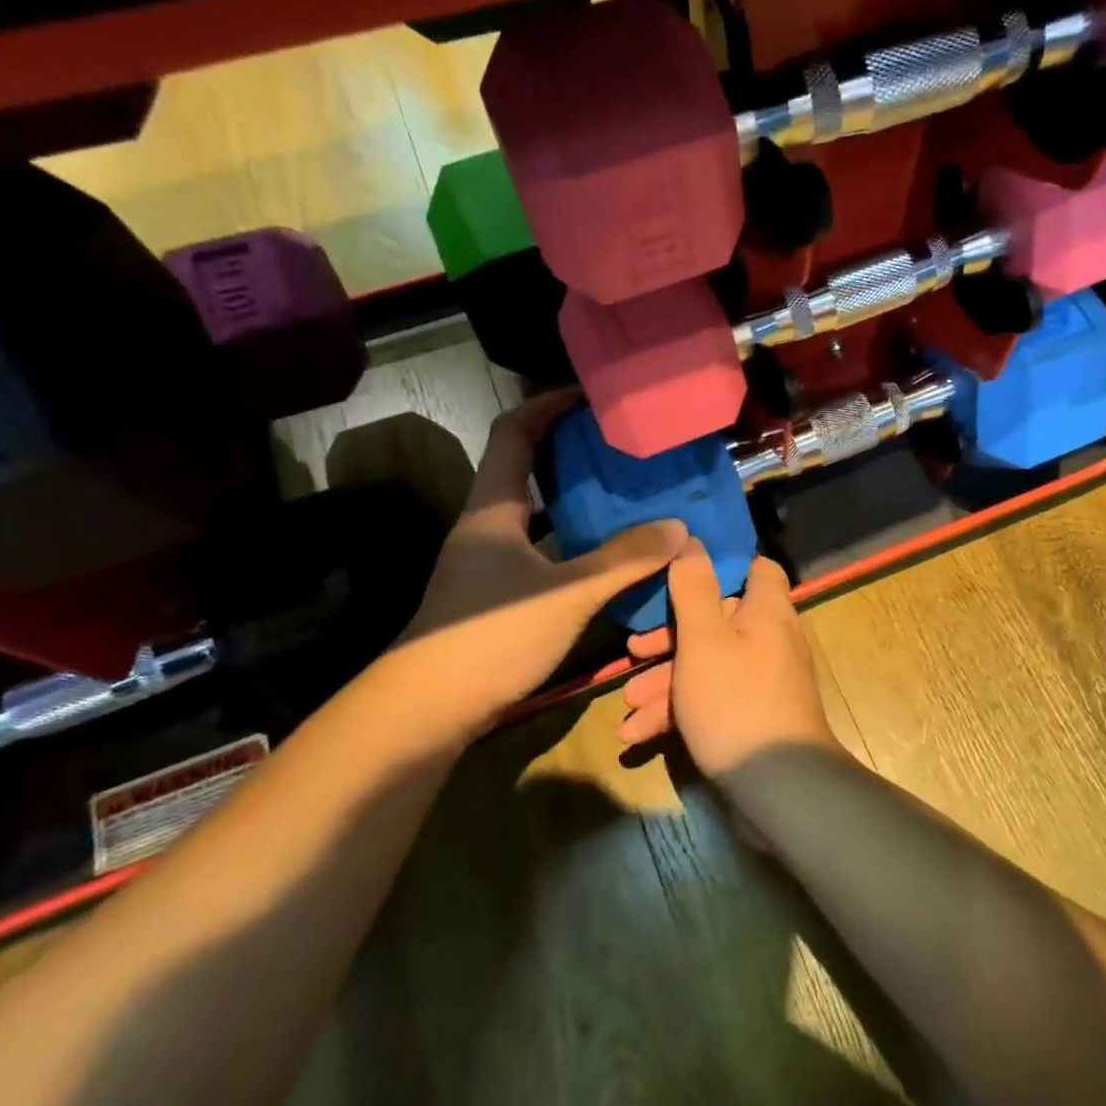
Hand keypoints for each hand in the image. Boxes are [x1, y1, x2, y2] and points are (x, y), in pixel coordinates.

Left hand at [398, 390, 685, 717]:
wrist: (427, 709)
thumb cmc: (491, 637)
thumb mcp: (566, 594)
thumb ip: (623, 559)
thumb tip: (679, 528)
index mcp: (492, 508)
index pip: (513, 433)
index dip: (547, 406)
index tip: (591, 395)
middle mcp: (487, 526)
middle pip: (526, 469)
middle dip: (572, 452)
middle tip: (623, 447)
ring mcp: (488, 562)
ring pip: (536, 513)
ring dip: (576, 500)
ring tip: (627, 493)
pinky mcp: (497, 594)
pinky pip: (542, 549)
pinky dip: (574, 542)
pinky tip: (608, 555)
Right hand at [617, 540, 838, 777]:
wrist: (780, 787)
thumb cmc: (736, 700)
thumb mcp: (705, 640)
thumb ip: (695, 588)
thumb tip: (693, 540)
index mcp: (766, 610)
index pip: (754, 568)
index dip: (719, 566)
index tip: (678, 574)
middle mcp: (770, 639)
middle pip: (717, 621)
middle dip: (669, 639)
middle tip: (632, 653)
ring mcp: (762, 680)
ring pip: (708, 665)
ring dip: (665, 683)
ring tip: (627, 707)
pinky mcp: (752, 715)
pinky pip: (713, 699)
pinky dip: (679, 711)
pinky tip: (638, 735)